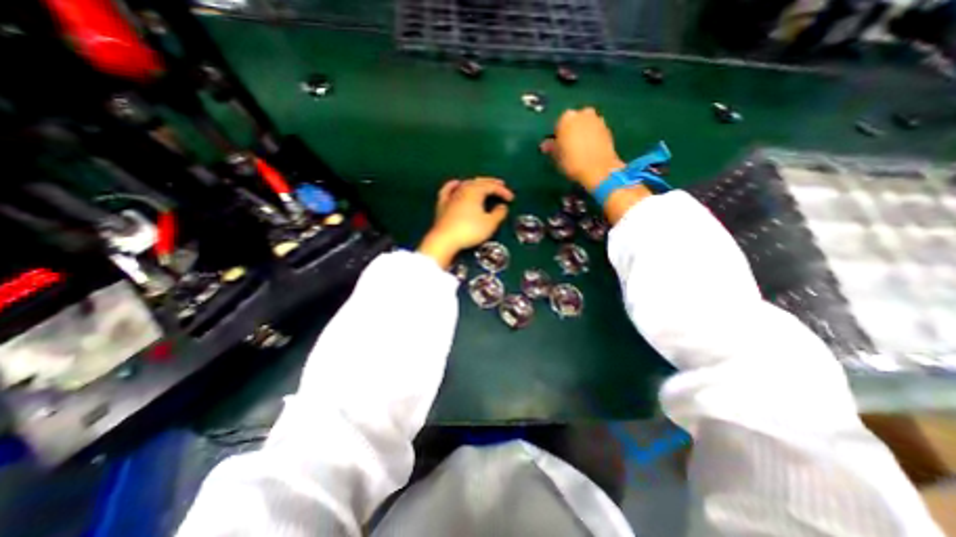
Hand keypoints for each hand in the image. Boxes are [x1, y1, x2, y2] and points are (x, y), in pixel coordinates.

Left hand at [414, 177, 510, 268]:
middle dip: (491, 183)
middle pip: (479, 182)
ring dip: (476, 184)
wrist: (444, 240)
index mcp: (475, 191)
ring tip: (483, 186)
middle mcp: (463, 189)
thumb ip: (498, 214)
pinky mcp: (442, 204)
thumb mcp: (489, 224)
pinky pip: (448, 189)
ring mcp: (451, 196)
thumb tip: (502, 207)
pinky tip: (457, 184)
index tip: (511, 198)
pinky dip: (454, 185)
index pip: (492, 186)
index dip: (503, 191)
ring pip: (465, 184)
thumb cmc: (469, 231)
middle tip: (501, 185)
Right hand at [546, 107, 627, 190]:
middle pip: (574, 121)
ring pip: (585, 125)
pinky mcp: (608, 128)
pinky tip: (589, 150)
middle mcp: (582, 113)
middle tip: (568, 147)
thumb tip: (545, 144)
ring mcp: (597, 119)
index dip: (557, 136)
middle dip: (571, 131)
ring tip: (580, 150)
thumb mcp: (556, 157)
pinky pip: (595, 131)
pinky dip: (592, 137)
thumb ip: (551, 147)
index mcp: (566, 118)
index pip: (558, 125)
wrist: (599, 169)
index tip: (557, 147)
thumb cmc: (572, 162)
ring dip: (582, 133)